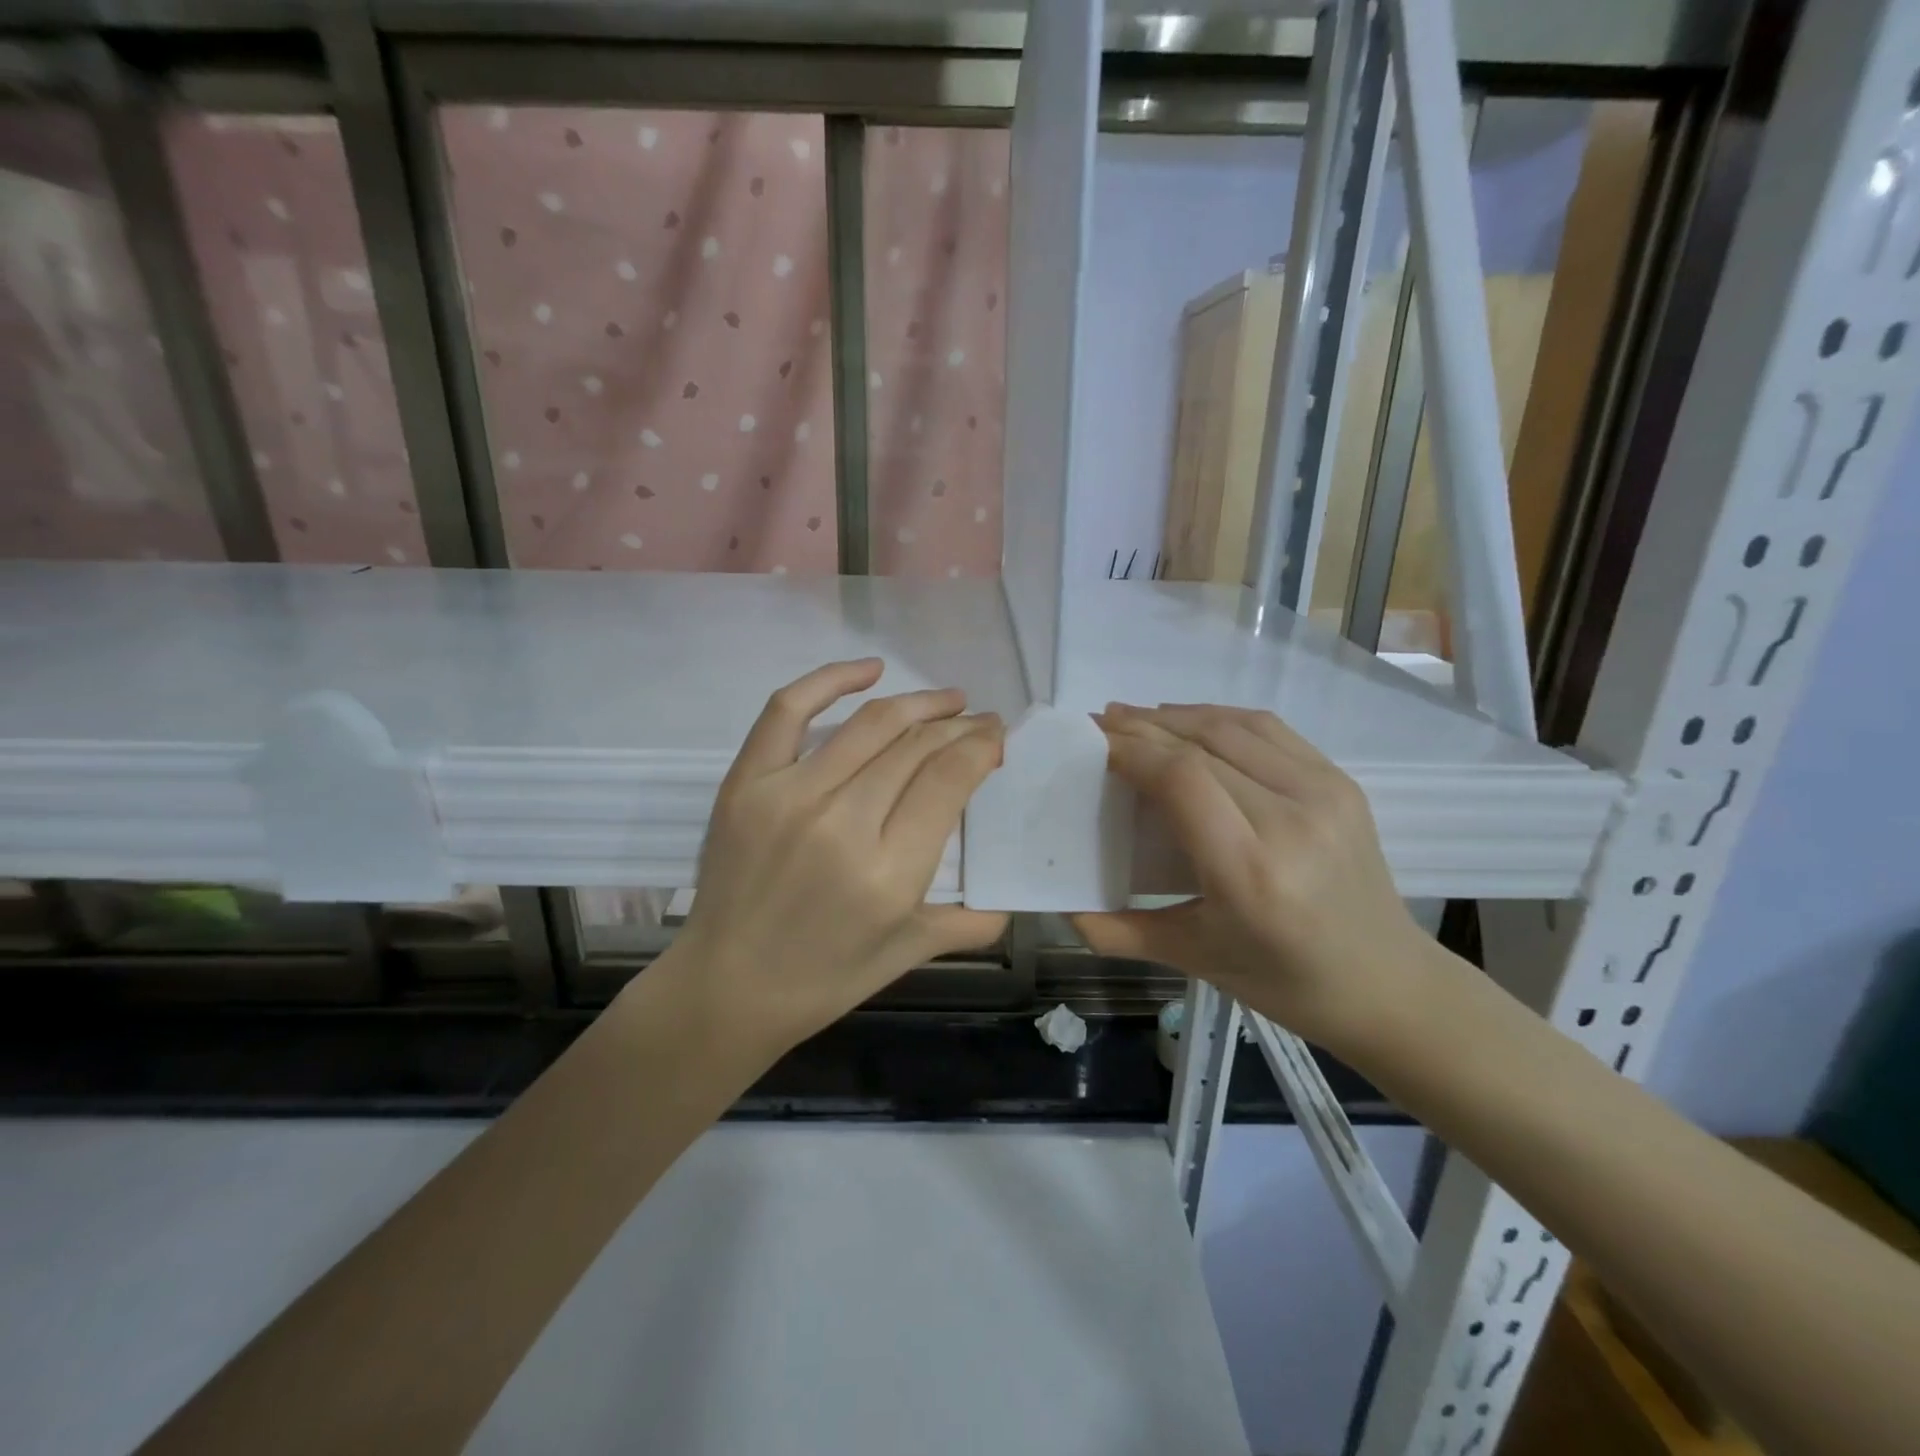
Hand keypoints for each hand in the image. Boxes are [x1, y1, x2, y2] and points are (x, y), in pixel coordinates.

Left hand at [668, 658, 1007, 1055]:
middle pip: (916, 745)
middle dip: (960, 725)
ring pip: (870, 724)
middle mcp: (842, 823)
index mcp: (889, 872)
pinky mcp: (746, 782)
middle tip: (980, 720)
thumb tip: (1011, 896)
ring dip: (919, 702)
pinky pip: (788, 709)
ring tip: (947, 700)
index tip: (996, 737)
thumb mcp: (907, 952)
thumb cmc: (824, 977)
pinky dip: (831, 679)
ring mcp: (788, 795)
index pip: (950, 778)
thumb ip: (968, 921)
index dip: (981, 745)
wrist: (726, 987)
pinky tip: (871, 669)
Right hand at [1072, 704, 1431, 1051]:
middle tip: (1099, 724)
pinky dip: (1218, 717)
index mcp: (1249, 872)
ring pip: (1232, 727)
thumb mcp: (1191, 958)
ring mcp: (1324, 794)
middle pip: (1201, 745)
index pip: (1180, 778)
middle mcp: (1291, 821)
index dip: (1129, 749)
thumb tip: (1059, 906)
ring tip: (1134, 718)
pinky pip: (1268, 730)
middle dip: (1141, 728)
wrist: (1387, 983)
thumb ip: (1116, 932)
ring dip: (1175, 715)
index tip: (1090, 741)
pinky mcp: (1341, 782)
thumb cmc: (1282, 981)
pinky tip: (1188, 722)